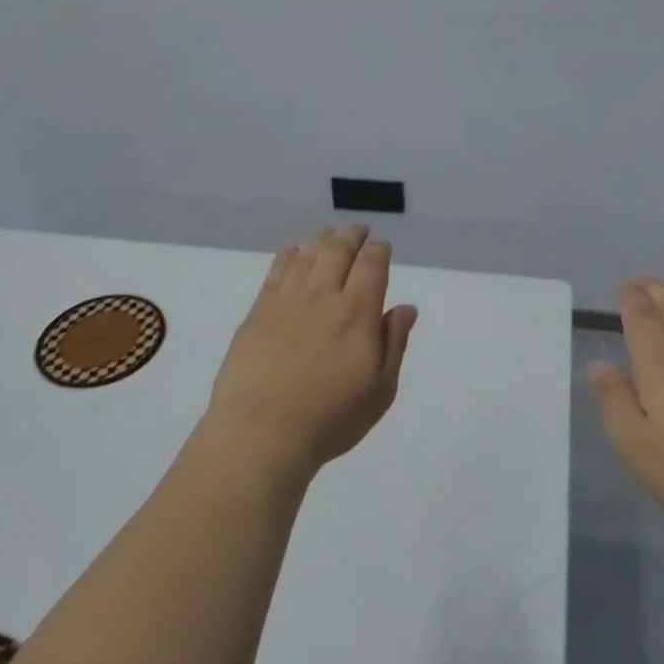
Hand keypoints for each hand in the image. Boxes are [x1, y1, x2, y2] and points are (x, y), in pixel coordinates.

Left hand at [204, 225, 418, 484]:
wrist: (261, 432)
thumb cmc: (330, 418)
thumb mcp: (380, 390)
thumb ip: (394, 343)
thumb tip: (405, 307)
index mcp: (357, 312)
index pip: (371, 265)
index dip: (379, 251)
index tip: (382, 248)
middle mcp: (322, 296)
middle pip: (338, 251)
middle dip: (352, 236)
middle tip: (359, 231)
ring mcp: (286, 301)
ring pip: (307, 255)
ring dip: (322, 239)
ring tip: (330, 235)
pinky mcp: (258, 312)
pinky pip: (276, 271)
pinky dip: (289, 255)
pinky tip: (293, 251)